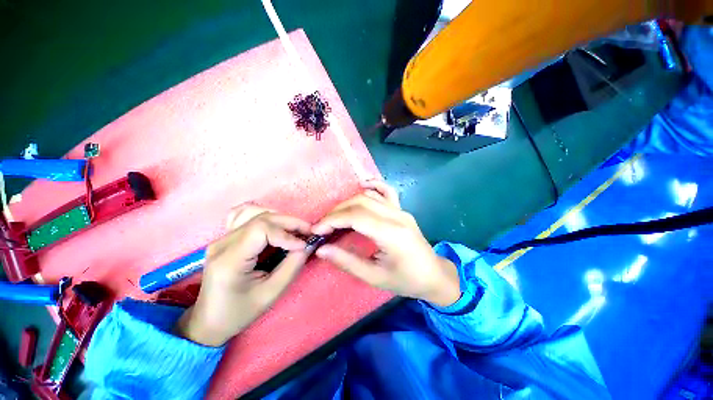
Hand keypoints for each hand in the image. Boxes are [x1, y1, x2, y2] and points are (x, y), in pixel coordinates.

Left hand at [175, 206, 310, 345]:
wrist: (209, 321)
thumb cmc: (240, 312)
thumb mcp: (271, 293)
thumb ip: (293, 265)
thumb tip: (309, 245)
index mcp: (230, 260)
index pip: (261, 230)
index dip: (286, 234)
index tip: (304, 244)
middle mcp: (222, 243)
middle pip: (261, 218)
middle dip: (290, 223)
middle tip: (308, 232)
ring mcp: (222, 238)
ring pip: (255, 213)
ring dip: (280, 219)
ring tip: (295, 230)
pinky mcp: (225, 237)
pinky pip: (244, 215)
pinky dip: (264, 216)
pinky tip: (274, 225)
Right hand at [312, 180, 460, 306]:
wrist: (434, 275)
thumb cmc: (406, 280)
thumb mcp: (375, 277)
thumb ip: (347, 261)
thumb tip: (322, 249)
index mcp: (391, 234)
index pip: (356, 216)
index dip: (333, 220)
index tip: (317, 230)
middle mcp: (396, 216)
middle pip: (360, 203)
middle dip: (337, 212)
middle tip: (323, 226)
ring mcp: (401, 210)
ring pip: (369, 196)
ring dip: (348, 203)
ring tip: (335, 216)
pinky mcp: (402, 209)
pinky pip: (386, 191)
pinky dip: (372, 185)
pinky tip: (361, 186)